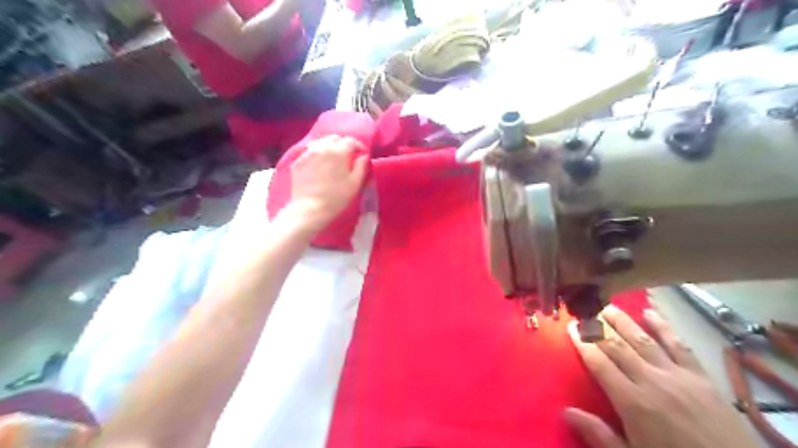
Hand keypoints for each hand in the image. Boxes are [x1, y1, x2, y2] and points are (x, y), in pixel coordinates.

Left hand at [286, 134, 366, 234]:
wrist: (309, 208)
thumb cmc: (336, 197)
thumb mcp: (355, 183)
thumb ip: (361, 166)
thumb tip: (363, 156)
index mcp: (338, 151)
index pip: (350, 140)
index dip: (358, 146)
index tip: (361, 154)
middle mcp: (322, 147)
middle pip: (334, 138)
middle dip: (342, 144)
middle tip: (346, 156)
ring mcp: (307, 153)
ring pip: (320, 143)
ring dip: (328, 148)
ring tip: (331, 159)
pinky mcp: (297, 161)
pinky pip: (309, 152)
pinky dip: (316, 155)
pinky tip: (318, 166)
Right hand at [564, 306, 754, 447]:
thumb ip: (599, 434)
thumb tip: (565, 411)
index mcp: (632, 402)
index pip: (599, 364)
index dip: (583, 343)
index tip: (571, 327)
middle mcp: (652, 381)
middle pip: (618, 347)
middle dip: (598, 328)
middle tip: (584, 312)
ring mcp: (678, 376)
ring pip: (643, 340)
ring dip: (624, 321)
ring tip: (608, 307)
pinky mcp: (700, 377)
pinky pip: (679, 345)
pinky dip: (664, 327)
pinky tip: (651, 313)